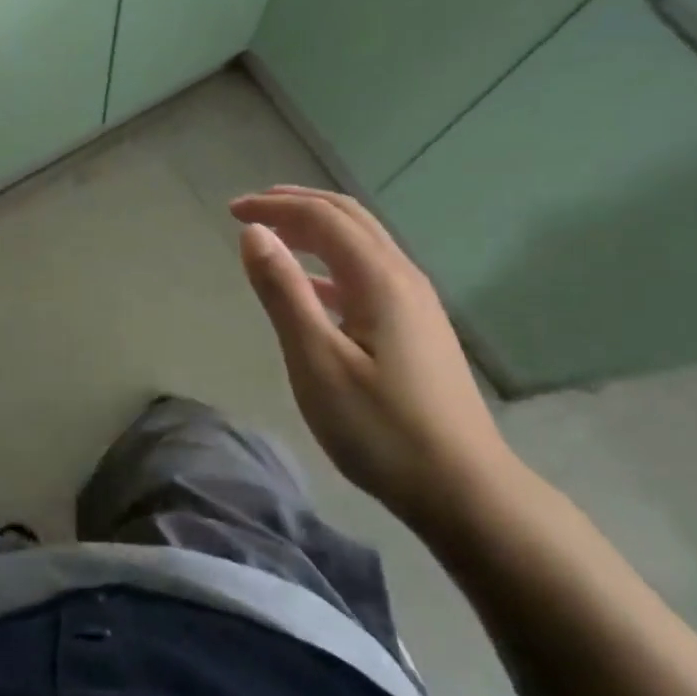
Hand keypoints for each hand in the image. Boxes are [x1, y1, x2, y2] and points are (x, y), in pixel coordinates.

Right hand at [230, 186, 517, 538]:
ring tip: (275, 236)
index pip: (322, 217)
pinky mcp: (417, 327)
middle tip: (251, 209)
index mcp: (380, 278)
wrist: (465, 490)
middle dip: (297, 205)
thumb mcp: (317, 361)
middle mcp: (402, 277)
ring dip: (316, 229)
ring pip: (362, 243)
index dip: (275, 206)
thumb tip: (254, 232)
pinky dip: (331, 263)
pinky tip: (312, 288)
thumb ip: (284, 292)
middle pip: (348, 218)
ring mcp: (415, 302)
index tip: (231, 211)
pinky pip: (368, 273)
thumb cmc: (381, 428)